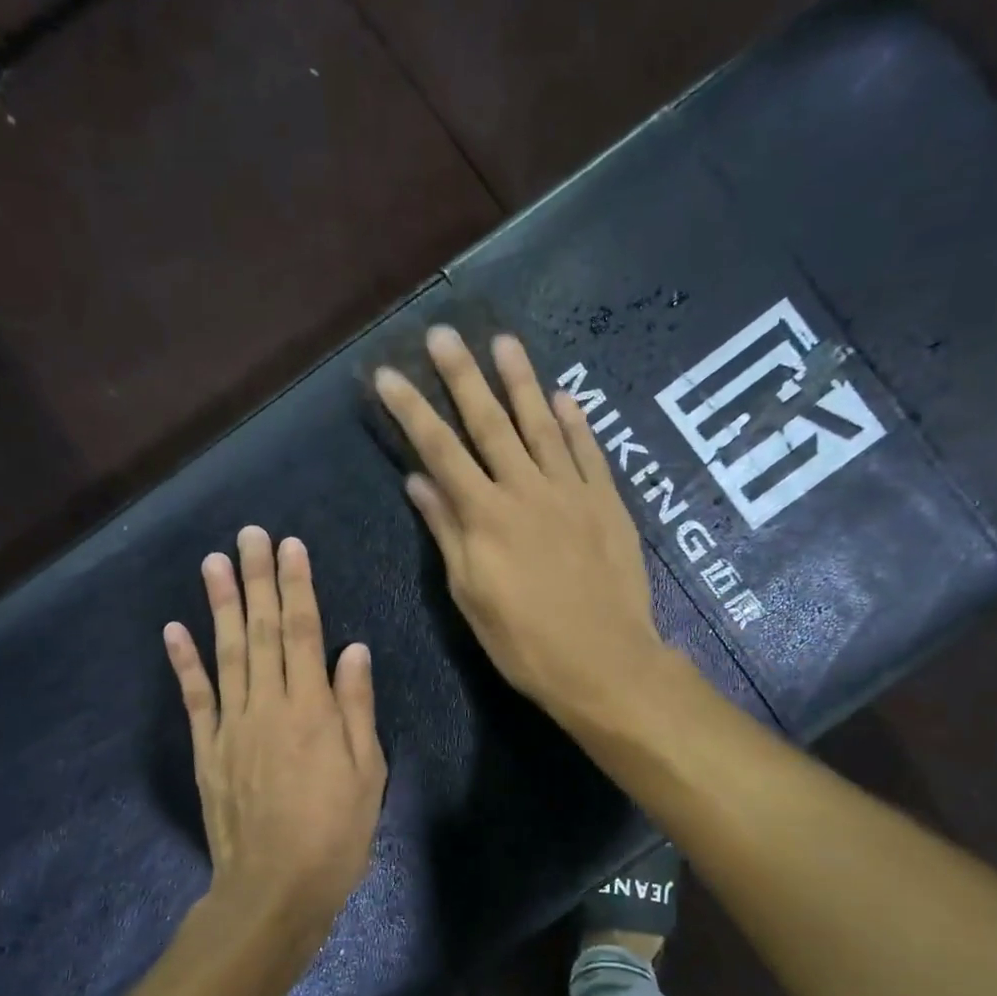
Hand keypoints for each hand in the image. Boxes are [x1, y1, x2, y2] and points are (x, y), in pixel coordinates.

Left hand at [163, 528, 385, 942]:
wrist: (273, 891)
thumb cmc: (335, 834)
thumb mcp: (366, 772)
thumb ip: (355, 706)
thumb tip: (352, 648)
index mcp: (312, 709)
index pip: (302, 632)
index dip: (297, 586)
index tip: (290, 546)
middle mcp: (268, 705)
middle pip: (260, 631)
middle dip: (257, 579)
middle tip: (249, 534)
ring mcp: (231, 726)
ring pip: (225, 653)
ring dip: (218, 605)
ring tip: (213, 561)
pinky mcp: (207, 750)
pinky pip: (195, 698)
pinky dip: (183, 661)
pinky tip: (174, 628)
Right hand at [374, 325, 665, 723]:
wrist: (604, 662)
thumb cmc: (525, 640)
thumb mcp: (470, 594)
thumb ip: (447, 531)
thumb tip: (418, 481)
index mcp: (485, 515)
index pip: (439, 449)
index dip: (411, 409)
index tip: (389, 374)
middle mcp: (526, 489)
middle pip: (489, 422)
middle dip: (462, 376)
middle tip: (444, 333)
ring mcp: (571, 491)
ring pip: (542, 424)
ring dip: (521, 381)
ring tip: (504, 342)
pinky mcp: (607, 502)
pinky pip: (589, 451)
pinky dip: (576, 421)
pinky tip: (564, 396)